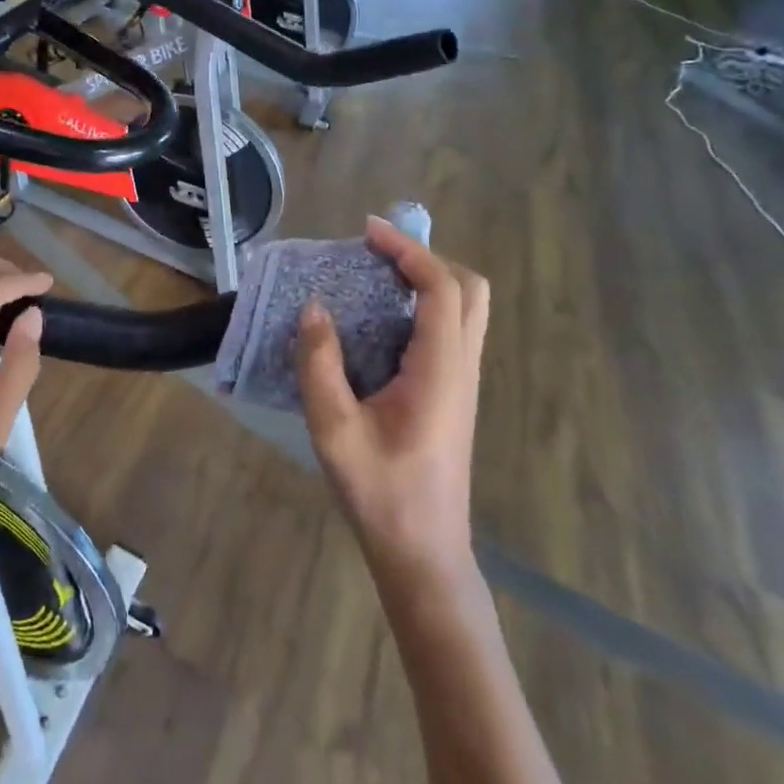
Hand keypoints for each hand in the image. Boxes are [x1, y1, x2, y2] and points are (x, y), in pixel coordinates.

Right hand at [295, 217, 489, 577]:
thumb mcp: (334, 429)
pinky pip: (452, 331)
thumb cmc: (381, 492)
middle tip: (379, 253)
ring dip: (429, 280)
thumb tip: (314, 308)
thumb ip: (320, 364)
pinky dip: (425, 306)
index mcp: (440, 369)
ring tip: (377, 276)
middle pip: (469, 290)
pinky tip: (383, 321)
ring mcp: (464, 382)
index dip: (409, 251)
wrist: (423, 552)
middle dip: (427, 258)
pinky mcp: (455, 395)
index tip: (369, 231)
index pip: (440, 288)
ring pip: (466, 310)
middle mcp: (462, 367)